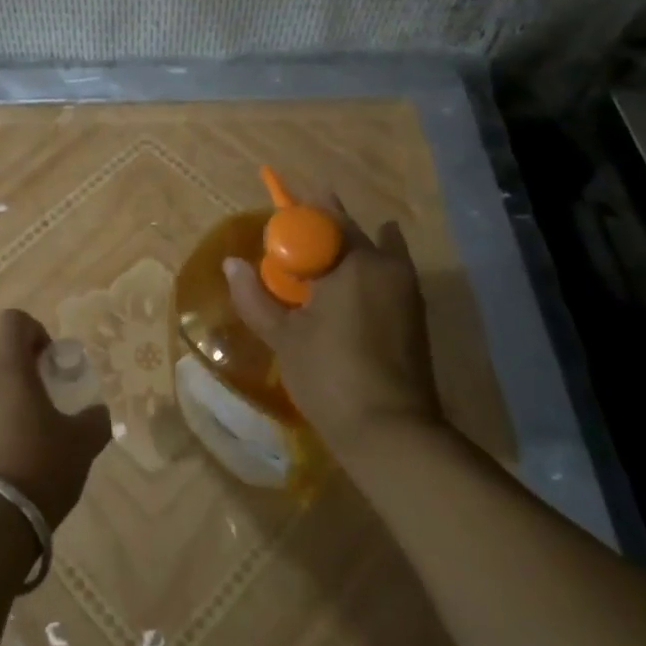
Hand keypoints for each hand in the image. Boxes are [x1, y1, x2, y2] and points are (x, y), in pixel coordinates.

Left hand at [0, 309, 112, 527]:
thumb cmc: (40, 466)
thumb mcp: (82, 443)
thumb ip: (95, 420)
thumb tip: (97, 413)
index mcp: (9, 368)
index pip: (13, 321)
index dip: (35, 330)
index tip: (52, 359)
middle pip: (1, 353)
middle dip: (25, 365)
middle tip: (50, 395)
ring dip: (11, 395)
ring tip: (35, 429)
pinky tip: (16, 453)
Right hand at [223, 198, 441, 455]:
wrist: (390, 431)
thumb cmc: (329, 376)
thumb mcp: (283, 337)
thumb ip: (254, 297)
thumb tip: (231, 264)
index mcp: (352, 262)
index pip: (321, 219)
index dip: (297, 214)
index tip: (278, 216)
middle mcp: (384, 265)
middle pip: (348, 232)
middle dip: (320, 228)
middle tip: (292, 236)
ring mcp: (406, 288)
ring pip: (371, 250)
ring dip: (344, 247)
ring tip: (317, 257)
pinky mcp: (414, 312)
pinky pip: (387, 271)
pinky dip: (370, 265)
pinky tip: (354, 275)